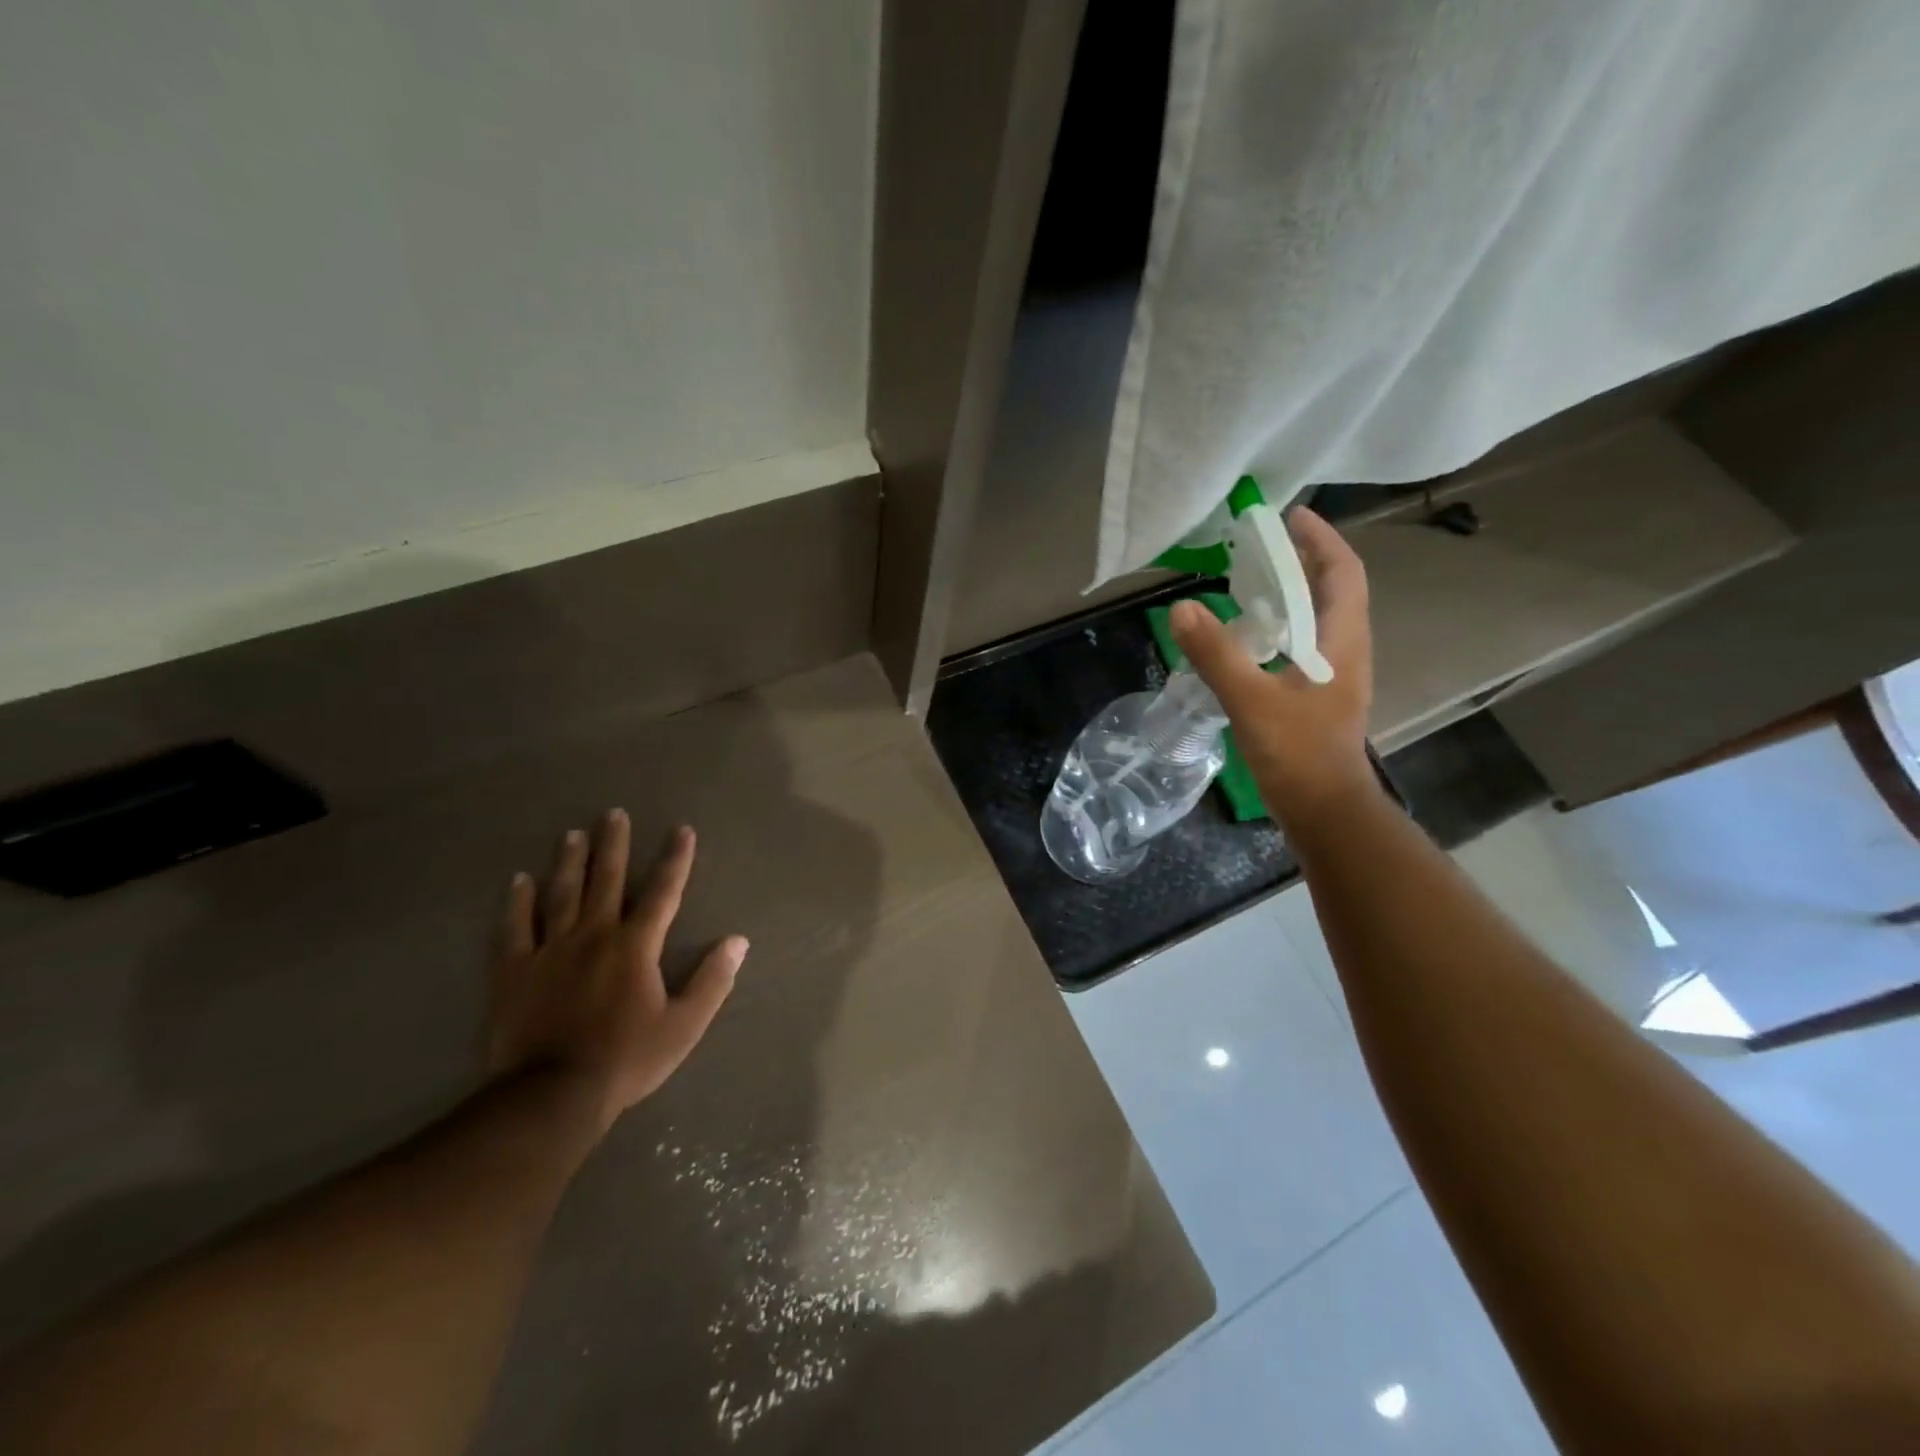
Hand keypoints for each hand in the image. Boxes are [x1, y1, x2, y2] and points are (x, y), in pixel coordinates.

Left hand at [485, 812, 747, 1134]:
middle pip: (606, 880)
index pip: (663, 892)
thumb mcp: (684, 1025)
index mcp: (635, 945)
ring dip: (569, 862)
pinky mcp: (513, 971)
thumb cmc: (626, 1058)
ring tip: (573, 834)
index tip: (681, 830)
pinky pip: (514, 928)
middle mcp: (594, 935)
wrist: (552, 1095)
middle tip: (613, 814)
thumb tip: (738, 941)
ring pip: (561, 894)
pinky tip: (518, 880)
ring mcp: (549, 950)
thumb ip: (713, 980)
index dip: (675, 859)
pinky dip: (516, 902)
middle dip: (613, 845)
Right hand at [1171, 506, 1376, 825]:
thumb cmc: (1297, 755)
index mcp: (1341, 643)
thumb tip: (1182, 608)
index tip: (1289, 515)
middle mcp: (1344, 651)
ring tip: (1249, 580)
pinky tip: (1247, 636)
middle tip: (1259, 543)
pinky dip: (1279, 626)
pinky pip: (1302, 644)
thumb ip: (1217, 655)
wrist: (1324, 811)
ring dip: (1290, 592)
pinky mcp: (1318, 696)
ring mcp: (1333, 675)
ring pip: (1317, 618)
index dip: (1321, 539)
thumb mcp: (1251, 701)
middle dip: (1301, 559)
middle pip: (1332, 590)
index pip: (1343, 573)